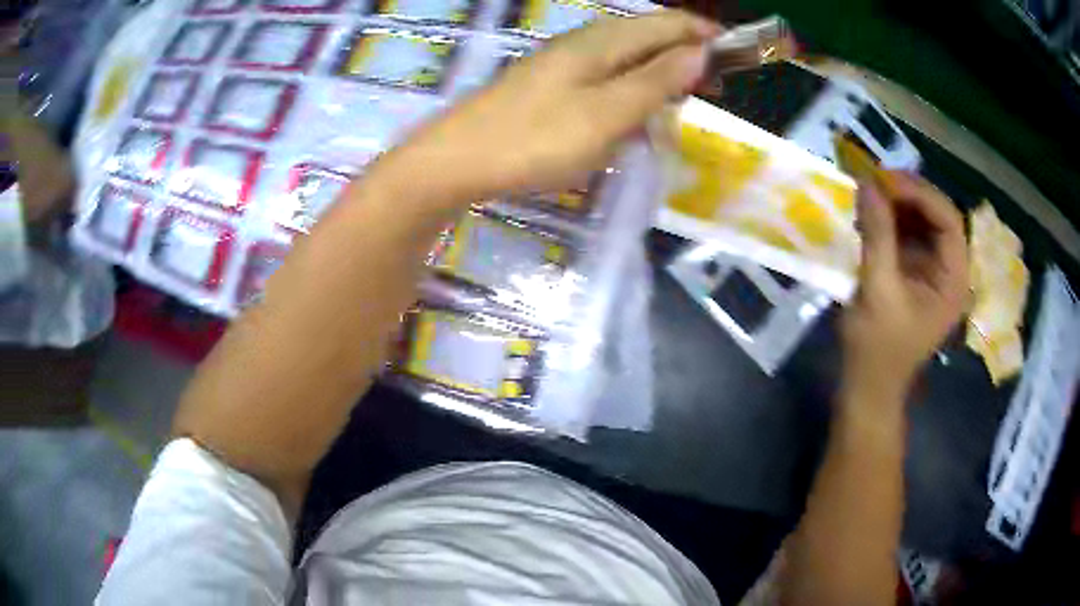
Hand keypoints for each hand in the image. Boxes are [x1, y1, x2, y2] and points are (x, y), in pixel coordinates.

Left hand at [376, 10, 717, 204]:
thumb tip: (699, 51)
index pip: (667, 23)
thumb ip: (656, 81)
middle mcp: (585, 43)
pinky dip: (631, 89)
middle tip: (713, 87)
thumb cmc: (536, 139)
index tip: (737, 55)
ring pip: (627, 57)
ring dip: (660, 73)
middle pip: (648, 36)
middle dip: (686, 55)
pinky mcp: (550, 86)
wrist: (458, 161)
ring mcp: (564, 63)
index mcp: (603, 41)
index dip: (704, 34)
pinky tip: (634, 111)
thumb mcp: (608, 113)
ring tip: (682, 100)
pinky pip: (605, 77)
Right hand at [841, 172, 968, 398]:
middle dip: (906, 195)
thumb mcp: (878, 290)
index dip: (919, 193)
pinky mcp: (916, 275)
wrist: (868, 388)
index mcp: (954, 280)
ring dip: (896, 206)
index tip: (883, 180)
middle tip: (871, 182)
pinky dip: (889, 222)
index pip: (948, 219)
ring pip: (921, 222)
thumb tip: (866, 183)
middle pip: (937, 216)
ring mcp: (933, 272)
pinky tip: (868, 218)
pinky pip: (908, 236)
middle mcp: (950, 270)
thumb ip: (877, 235)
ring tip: (866, 197)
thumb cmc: (877, 349)